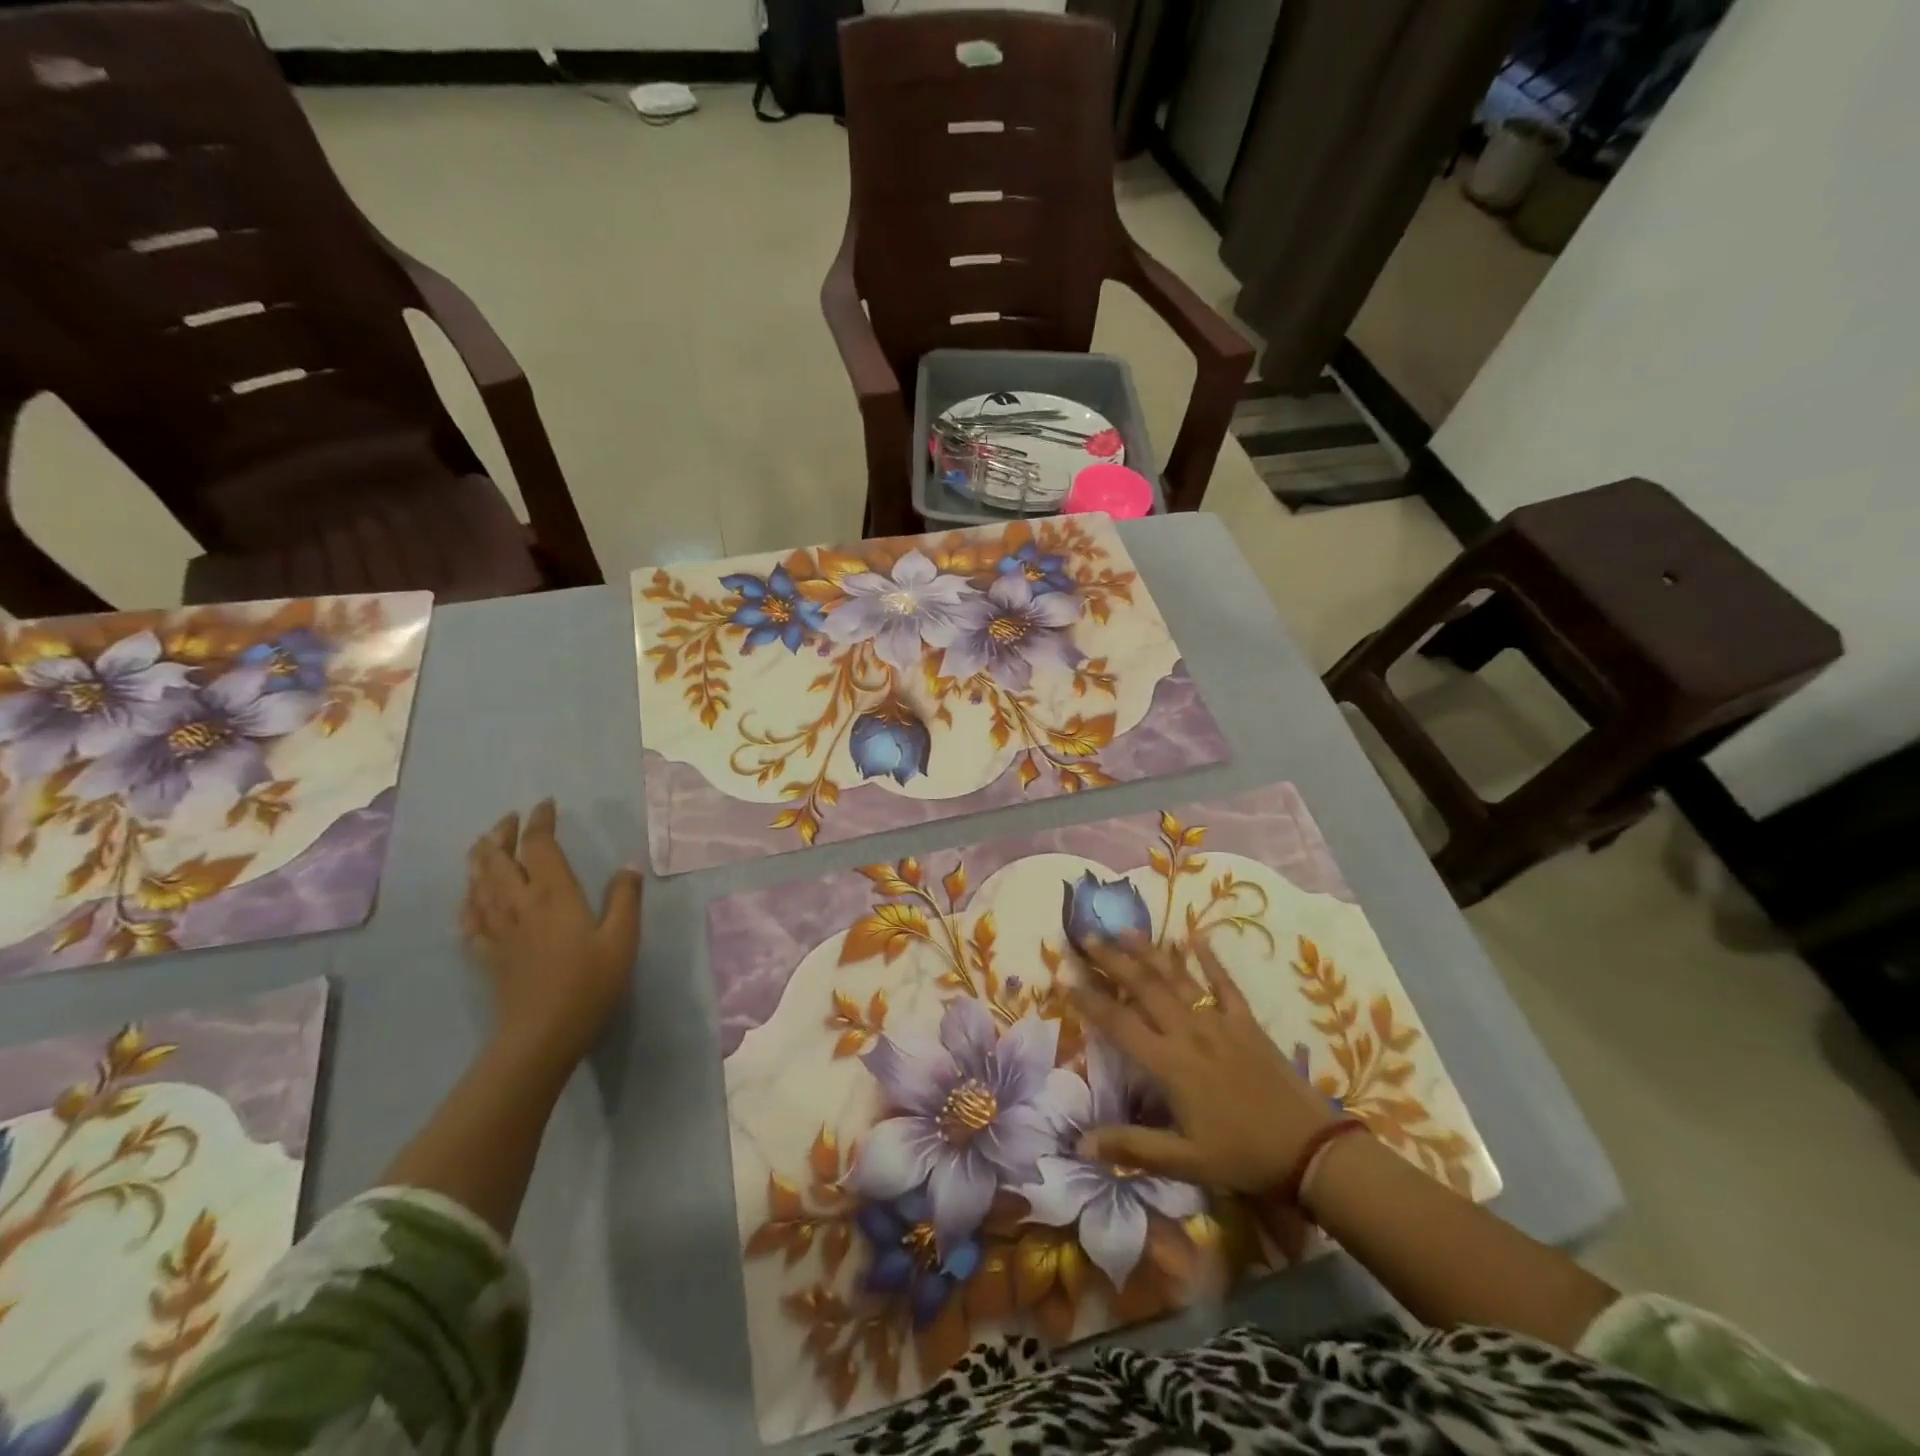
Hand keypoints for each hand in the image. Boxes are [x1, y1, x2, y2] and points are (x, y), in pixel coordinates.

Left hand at [460, 799, 642, 1064]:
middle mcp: (519, 903)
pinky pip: (468, 916)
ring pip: (477, 883)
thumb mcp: (622, 939)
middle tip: (510, 820)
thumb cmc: (589, 983)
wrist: (542, 1034)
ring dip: (480, 858)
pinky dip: (468, 897)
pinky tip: (471, 896)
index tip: (546, 805)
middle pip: (497, 858)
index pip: (539, 845)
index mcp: (553, 894)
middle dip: (501, 833)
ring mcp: (497, 928)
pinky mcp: (486, 952)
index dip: (539, 821)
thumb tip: (627, 866)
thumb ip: (624, 899)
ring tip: (485, 845)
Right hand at [1070, 935, 1339, 1191]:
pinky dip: (1208, 957)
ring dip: (1148, 951)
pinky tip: (1193, 935)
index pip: (1119, 1024)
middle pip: (1143, 987)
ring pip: (1176, 977)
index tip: (1065, 977)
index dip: (1090, 1000)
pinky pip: (1223, 982)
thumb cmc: (1242, 1156)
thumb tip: (1079, 1143)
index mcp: (1170, 1064)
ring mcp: (1219, 1021)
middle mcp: (1188, 1032)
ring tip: (1124, 929)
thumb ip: (1131, 1147)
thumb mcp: (1184, 1161)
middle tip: (1085, 935)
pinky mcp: (1246, 1021)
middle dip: (1111, 959)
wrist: (1310, 1149)